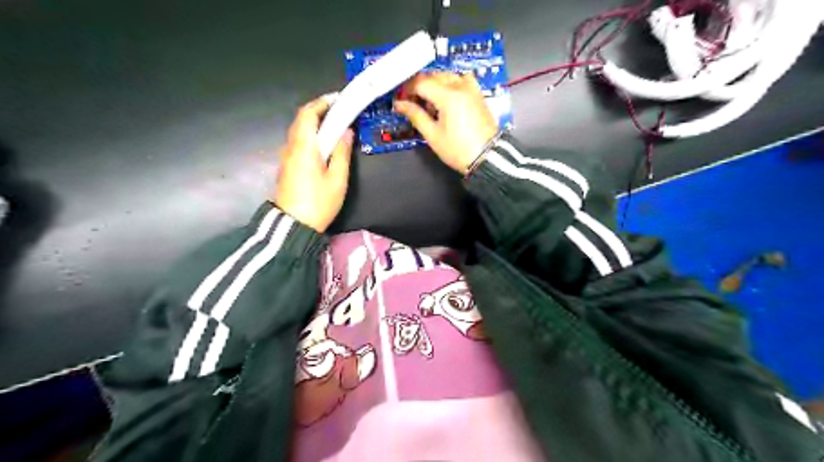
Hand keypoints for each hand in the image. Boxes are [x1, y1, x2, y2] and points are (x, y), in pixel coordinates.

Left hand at [273, 93, 351, 232]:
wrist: (294, 225)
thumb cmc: (319, 202)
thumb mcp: (337, 179)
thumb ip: (342, 153)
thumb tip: (346, 132)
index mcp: (304, 147)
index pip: (308, 114)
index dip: (322, 103)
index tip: (338, 99)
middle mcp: (291, 147)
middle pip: (301, 120)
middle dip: (318, 111)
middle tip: (338, 111)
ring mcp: (286, 157)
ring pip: (298, 131)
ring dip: (314, 123)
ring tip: (333, 126)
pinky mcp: (287, 167)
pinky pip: (297, 143)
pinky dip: (310, 135)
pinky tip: (322, 145)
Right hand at [395, 73, 497, 174]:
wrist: (487, 157)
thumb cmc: (458, 150)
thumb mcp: (433, 135)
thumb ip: (416, 116)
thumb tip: (400, 104)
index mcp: (448, 96)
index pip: (421, 82)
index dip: (408, 89)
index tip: (401, 100)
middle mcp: (461, 87)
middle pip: (434, 76)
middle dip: (420, 86)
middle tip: (412, 102)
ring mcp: (472, 89)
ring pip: (448, 75)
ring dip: (435, 83)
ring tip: (429, 102)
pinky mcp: (478, 94)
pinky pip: (462, 80)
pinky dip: (451, 83)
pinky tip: (447, 97)